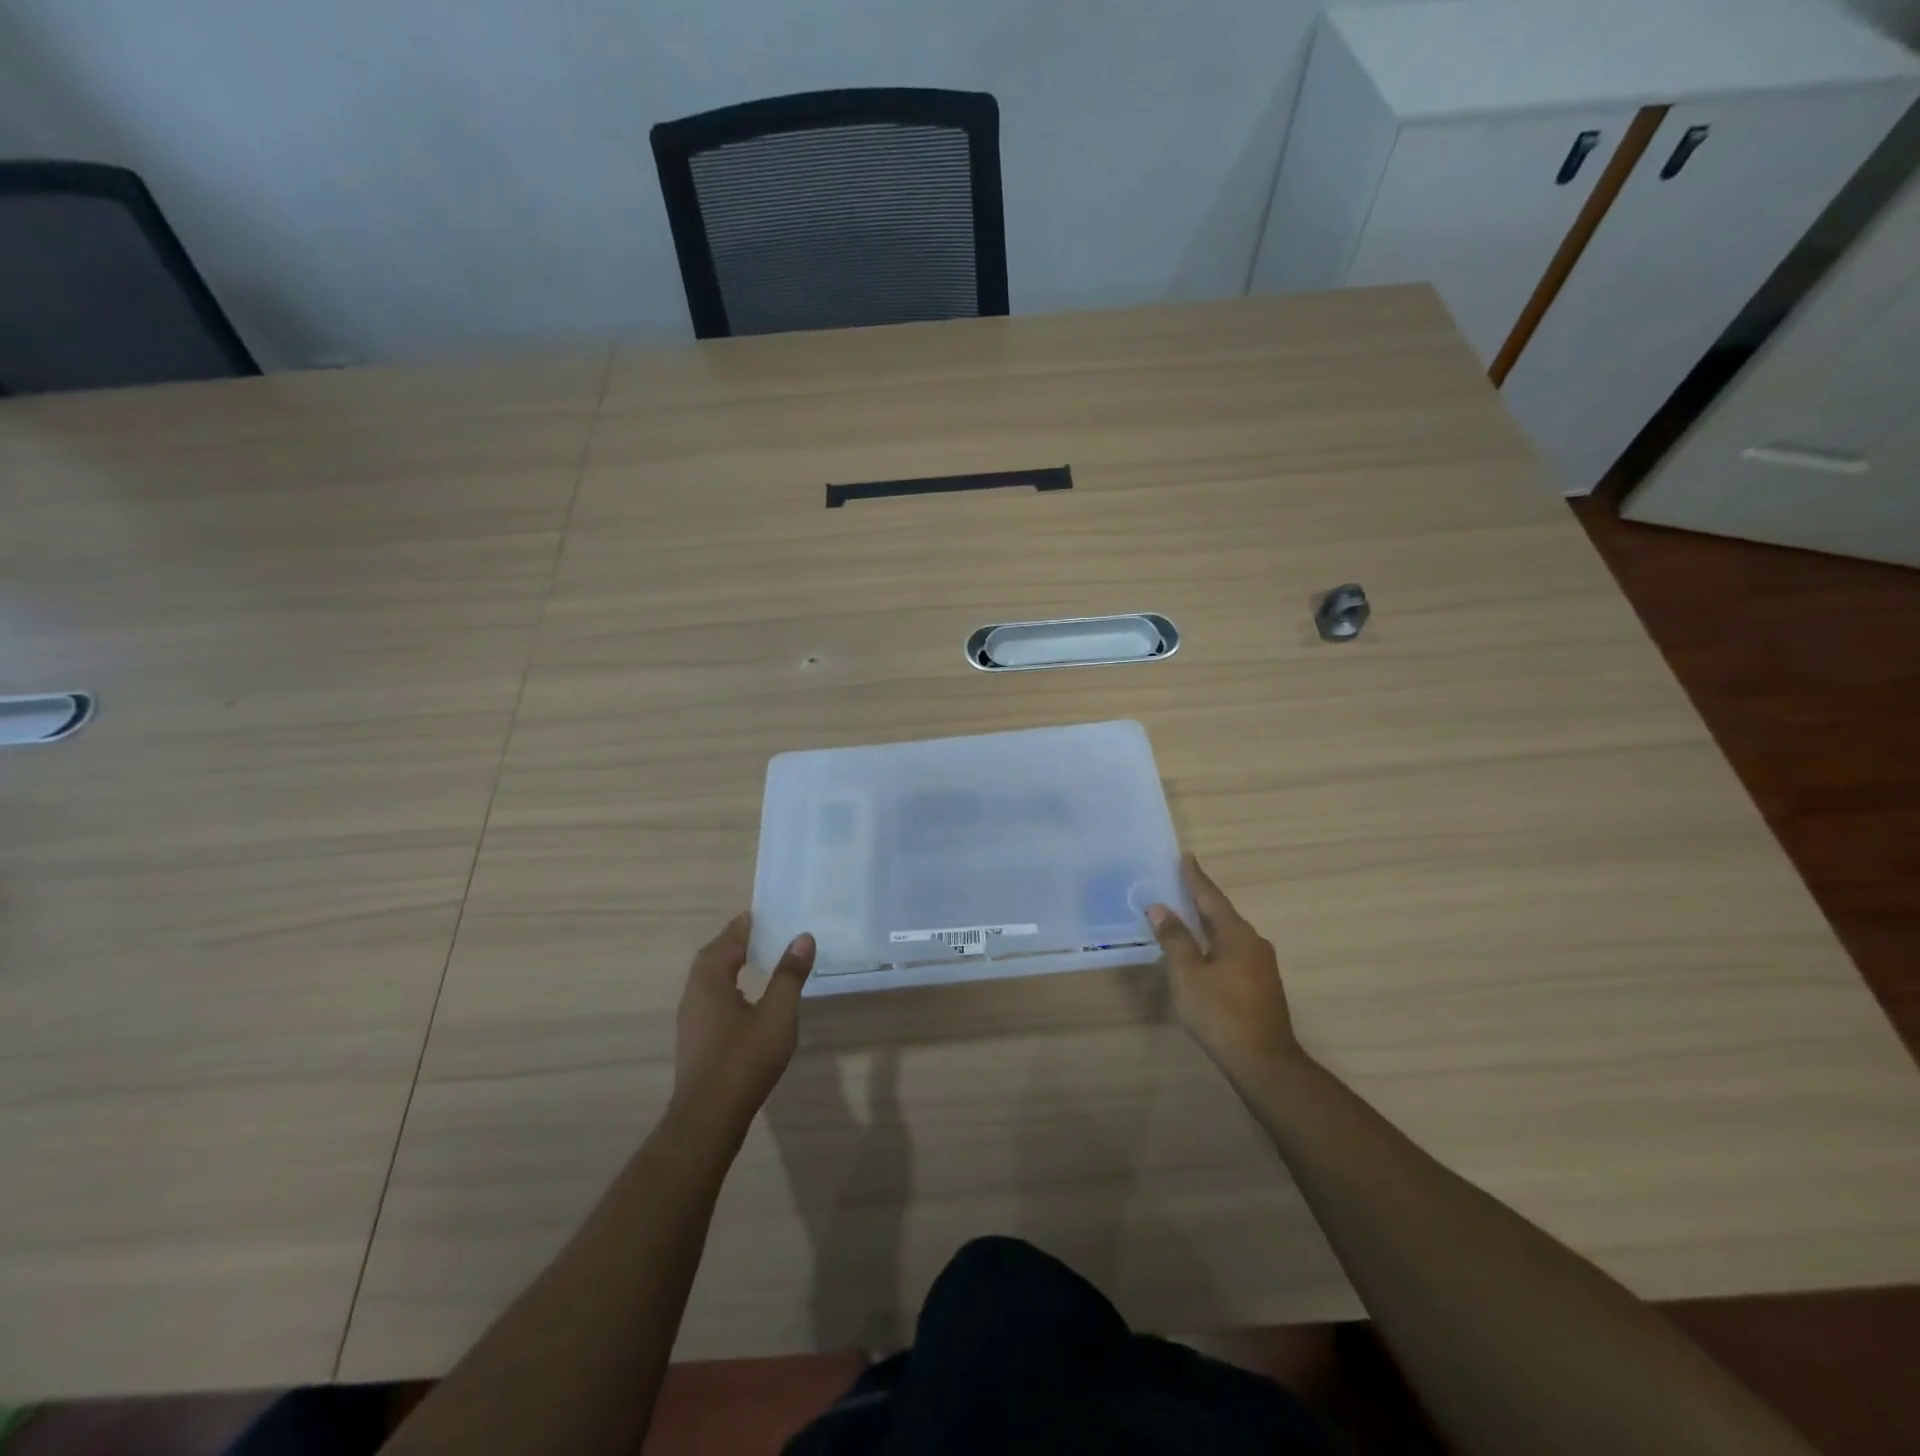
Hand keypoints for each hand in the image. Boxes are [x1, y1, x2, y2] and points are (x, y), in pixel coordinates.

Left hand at [670, 913, 814, 1133]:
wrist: (709, 1118)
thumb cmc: (744, 1059)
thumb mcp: (777, 1014)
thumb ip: (789, 975)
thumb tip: (803, 937)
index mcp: (711, 980)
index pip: (728, 939)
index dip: (747, 924)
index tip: (766, 912)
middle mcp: (694, 993)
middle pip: (714, 956)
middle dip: (737, 941)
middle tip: (764, 932)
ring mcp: (691, 1018)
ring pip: (709, 978)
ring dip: (730, 963)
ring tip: (758, 959)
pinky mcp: (695, 1038)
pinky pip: (711, 997)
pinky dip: (728, 985)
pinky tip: (746, 998)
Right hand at [1148, 856, 1303, 1079]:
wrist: (1263, 1062)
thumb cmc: (1221, 1012)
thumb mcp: (1188, 974)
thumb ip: (1174, 939)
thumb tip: (1160, 908)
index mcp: (1237, 934)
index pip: (1211, 897)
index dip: (1195, 878)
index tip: (1186, 857)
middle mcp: (1253, 942)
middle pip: (1221, 914)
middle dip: (1200, 899)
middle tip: (1178, 883)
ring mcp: (1261, 965)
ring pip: (1227, 935)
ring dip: (1206, 924)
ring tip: (1184, 915)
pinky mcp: (1260, 985)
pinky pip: (1232, 952)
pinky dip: (1213, 943)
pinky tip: (1200, 951)